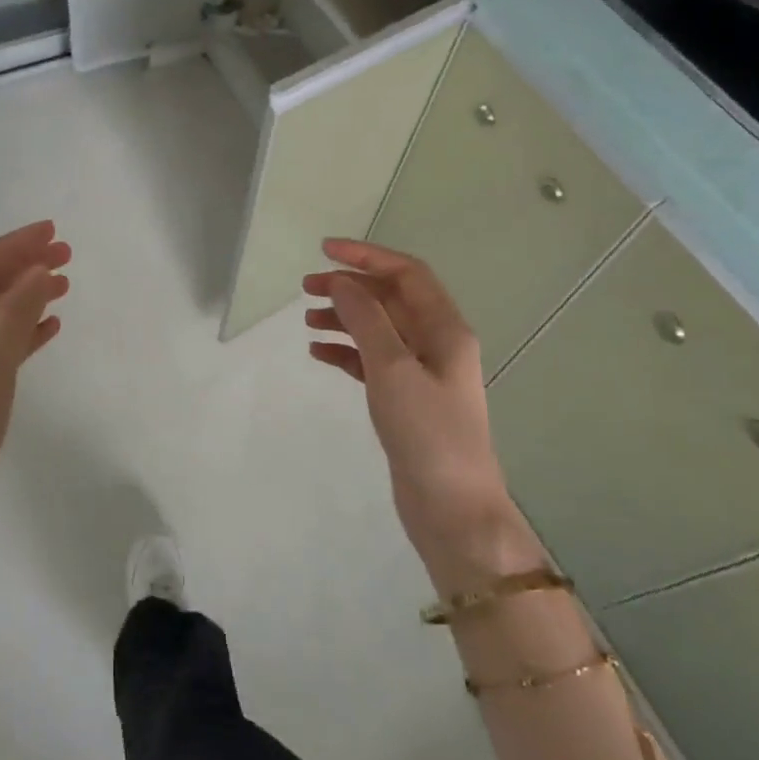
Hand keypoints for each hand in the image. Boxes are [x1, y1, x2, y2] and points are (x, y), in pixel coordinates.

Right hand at [304, 239, 538, 588]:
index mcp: (445, 329)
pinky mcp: (406, 399)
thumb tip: (341, 282)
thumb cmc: (428, 433)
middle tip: (306, 288)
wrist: (452, 508)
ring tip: (307, 321)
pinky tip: (319, 354)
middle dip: (350, 288)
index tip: (325, 251)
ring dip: (344, 319)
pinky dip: (346, 353)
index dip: (367, 256)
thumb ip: (366, 320)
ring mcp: (421, 373)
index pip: (406, 274)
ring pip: (378, 330)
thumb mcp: (393, 369)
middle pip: (390, 299)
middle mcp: (436, 343)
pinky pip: (372, 361)